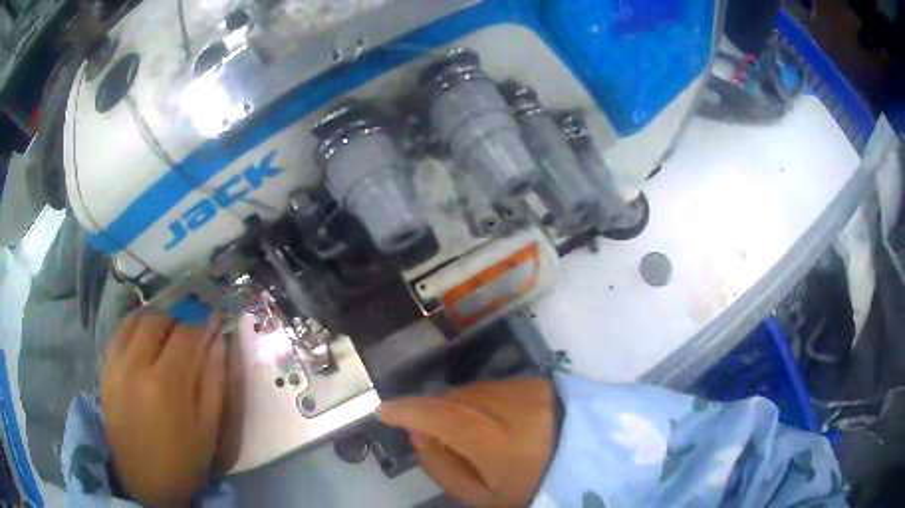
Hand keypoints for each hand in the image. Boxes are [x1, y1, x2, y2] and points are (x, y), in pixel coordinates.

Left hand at [101, 312, 225, 506]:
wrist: (144, 482)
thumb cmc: (183, 460)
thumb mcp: (208, 428)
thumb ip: (214, 380)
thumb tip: (217, 340)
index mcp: (167, 383)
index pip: (186, 333)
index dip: (202, 322)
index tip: (213, 322)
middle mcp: (136, 365)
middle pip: (158, 320)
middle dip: (178, 319)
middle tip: (189, 333)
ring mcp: (116, 366)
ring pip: (135, 320)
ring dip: (155, 321)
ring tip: (166, 336)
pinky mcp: (105, 371)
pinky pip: (118, 334)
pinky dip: (133, 328)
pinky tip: (143, 341)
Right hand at [379, 377, 554, 506]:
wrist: (582, 463)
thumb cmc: (528, 486)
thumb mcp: (481, 496)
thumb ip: (442, 467)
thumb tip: (416, 432)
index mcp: (501, 444)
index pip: (444, 416)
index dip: (409, 411)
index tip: (384, 412)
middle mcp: (515, 407)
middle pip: (454, 399)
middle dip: (432, 411)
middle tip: (429, 432)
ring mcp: (528, 389)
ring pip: (470, 390)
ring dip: (456, 406)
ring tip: (467, 431)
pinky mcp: (536, 380)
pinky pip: (490, 386)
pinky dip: (478, 400)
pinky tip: (491, 421)